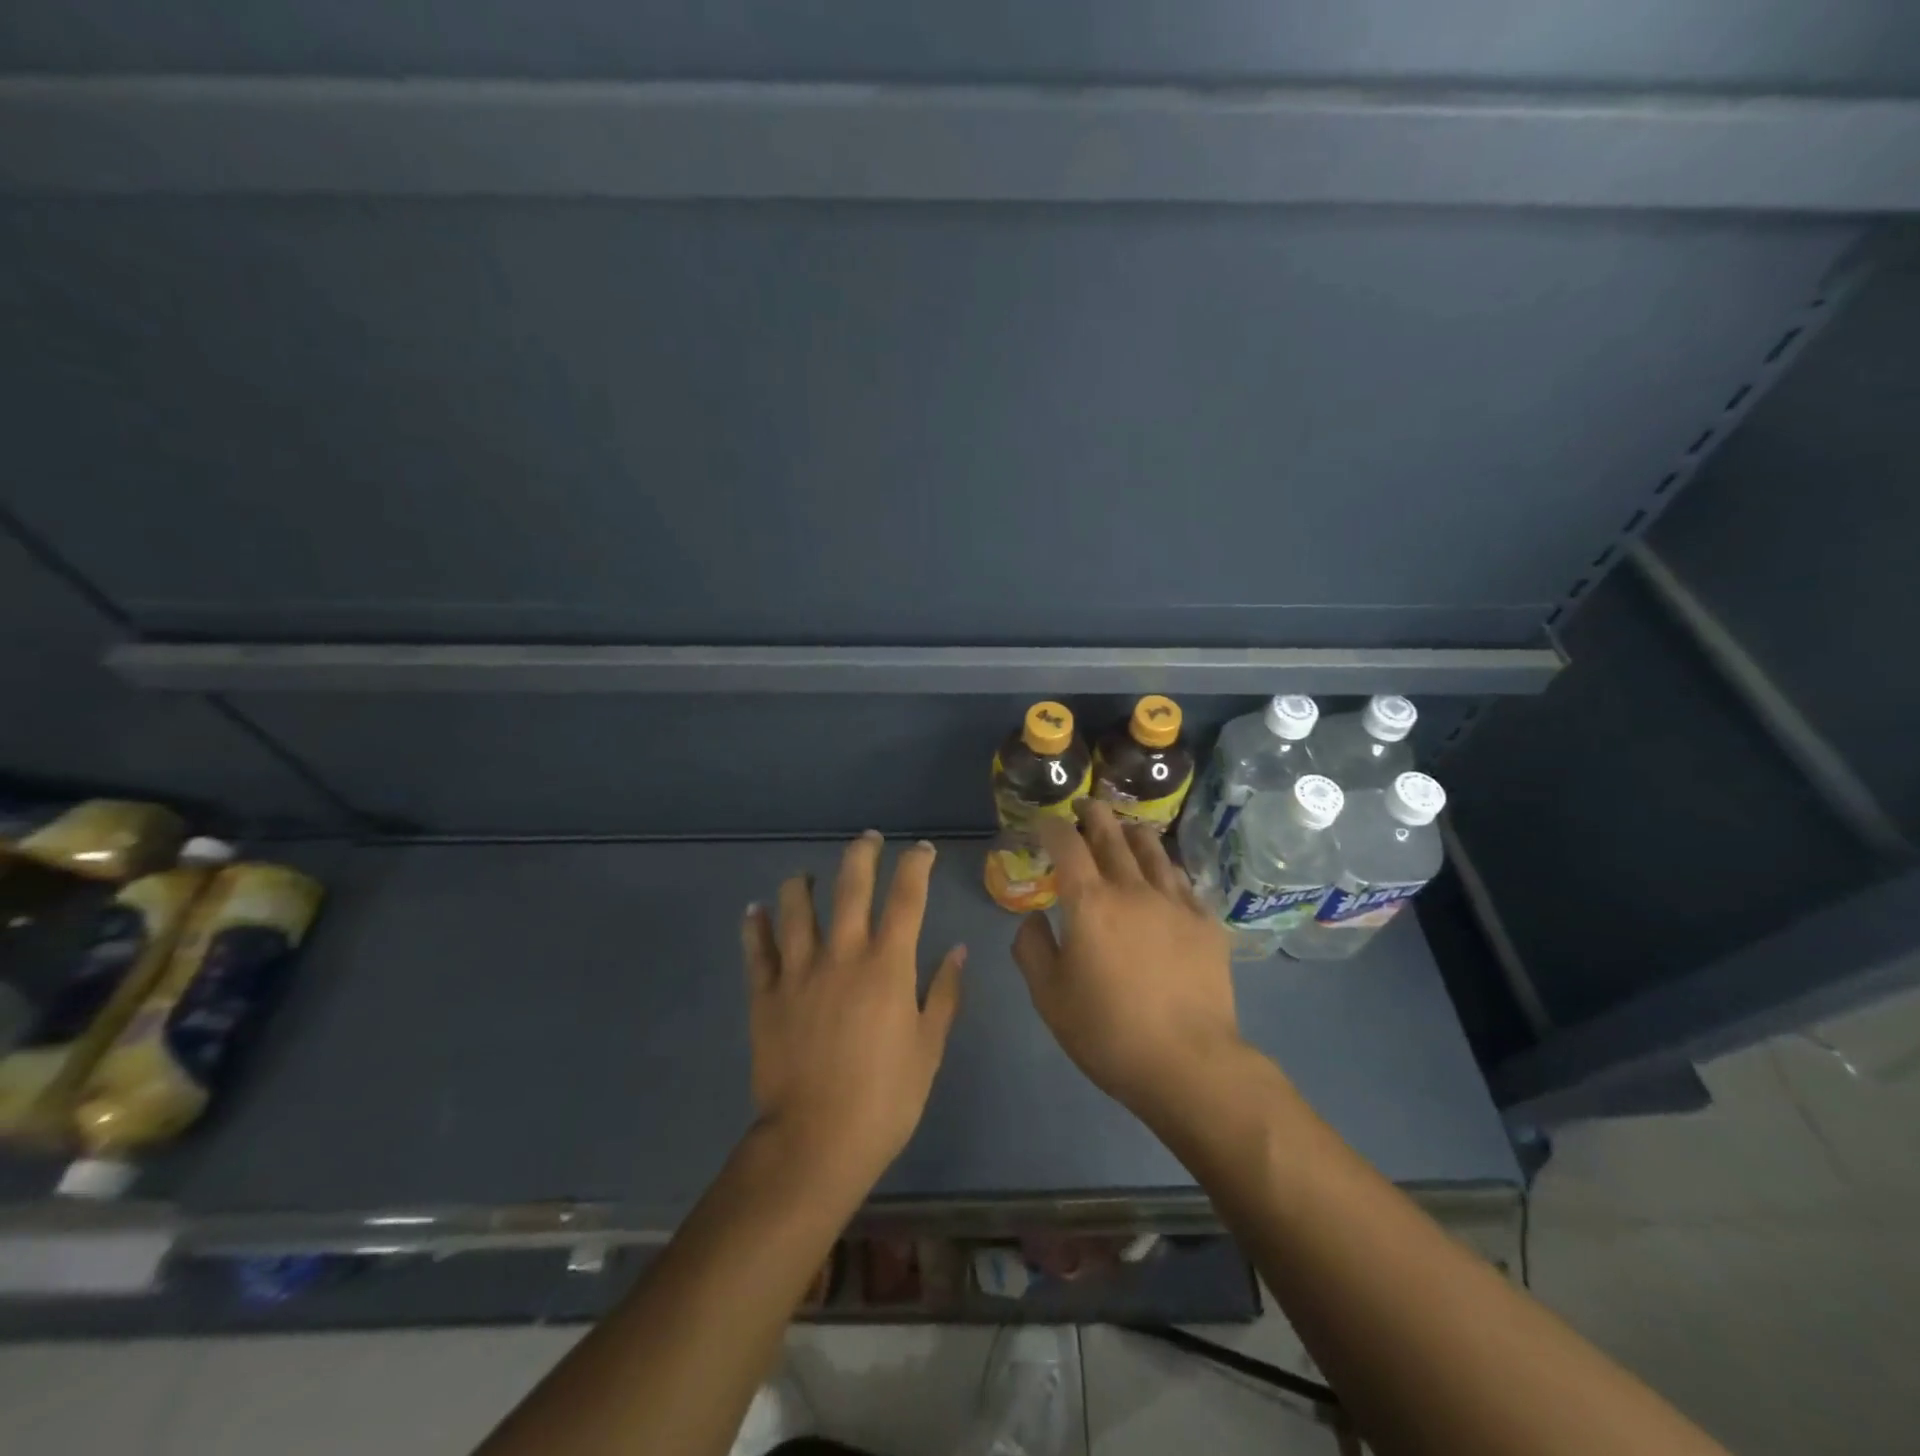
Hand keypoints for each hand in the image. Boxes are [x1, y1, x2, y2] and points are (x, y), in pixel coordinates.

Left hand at [742, 832, 965, 1189]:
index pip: (906, 897)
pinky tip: (755, 911)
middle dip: (862, 853)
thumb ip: (944, 993)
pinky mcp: (765, 995)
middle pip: (850, 886)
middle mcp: (842, 954)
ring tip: (807, 877)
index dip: (916, 865)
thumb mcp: (929, 1047)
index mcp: (887, 965)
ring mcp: (798, 971)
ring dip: (803, 884)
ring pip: (796, 908)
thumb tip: (957, 950)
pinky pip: (757, 950)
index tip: (921, 850)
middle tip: (868, 839)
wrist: (816, 1141)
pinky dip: (755, 926)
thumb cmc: (886, 1097)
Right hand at [1013, 800, 1243, 1117]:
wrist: (1188, 1063)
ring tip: (1124, 830)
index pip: (1067, 844)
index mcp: (1090, 902)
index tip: (1044, 823)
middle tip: (1084, 807)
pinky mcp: (1205, 922)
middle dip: (1093, 814)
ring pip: (1152, 850)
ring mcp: (1175, 902)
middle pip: (1112, 834)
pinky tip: (1163, 876)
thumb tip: (1033, 918)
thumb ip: (1031, 948)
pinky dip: (1165, 869)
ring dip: (1132, 833)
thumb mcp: (1048, 997)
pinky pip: (1182, 880)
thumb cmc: (1107, 1032)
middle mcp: (1132, 888)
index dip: (1052, 827)